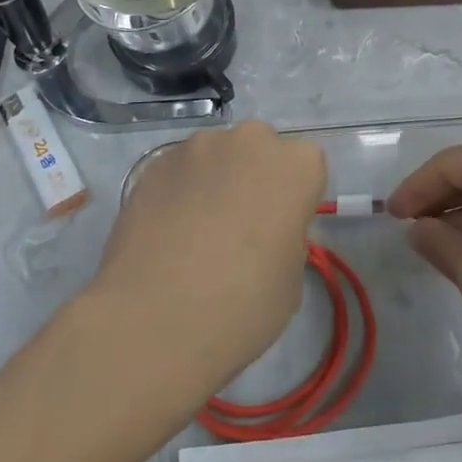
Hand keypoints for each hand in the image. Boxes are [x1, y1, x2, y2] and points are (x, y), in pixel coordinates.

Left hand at [88, 121, 325, 402]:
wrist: (155, 320)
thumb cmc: (243, 305)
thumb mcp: (291, 281)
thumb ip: (286, 241)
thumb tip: (265, 238)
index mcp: (297, 165)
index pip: (306, 169)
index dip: (294, 200)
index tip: (280, 232)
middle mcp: (250, 141)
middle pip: (260, 151)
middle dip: (253, 178)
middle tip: (239, 228)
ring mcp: (198, 147)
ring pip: (216, 157)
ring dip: (213, 182)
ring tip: (194, 235)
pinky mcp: (155, 164)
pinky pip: (178, 172)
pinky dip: (177, 193)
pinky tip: (165, 236)